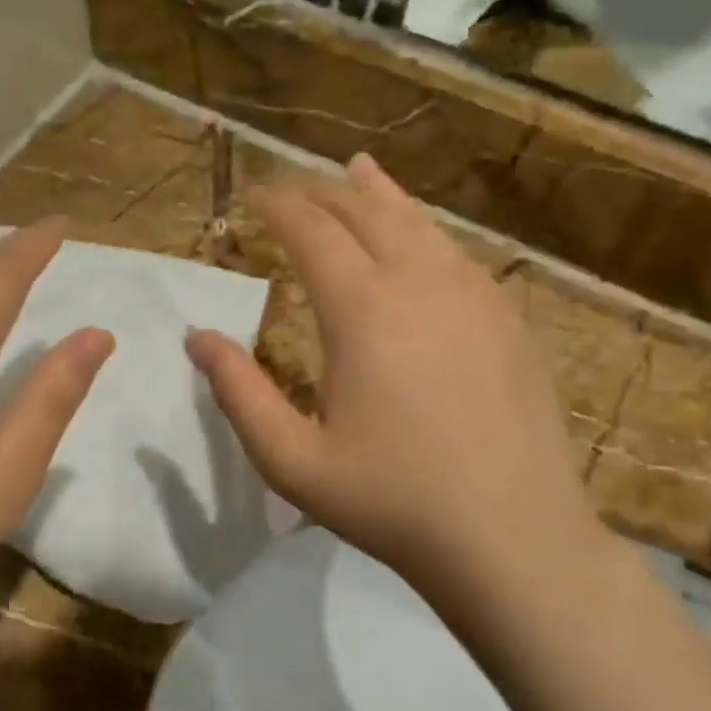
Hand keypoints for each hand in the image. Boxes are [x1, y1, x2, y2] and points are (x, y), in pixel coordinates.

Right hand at [186, 155, 611, 600]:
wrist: (513, 537)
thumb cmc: (392, 502)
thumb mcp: (293, 461)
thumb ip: (239, 393)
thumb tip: (197, 337)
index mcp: (363, 310)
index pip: (312, 231)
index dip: (280, 206)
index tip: (256, 196)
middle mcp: (421, 282)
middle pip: (365, 211)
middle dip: (322, 193)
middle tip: (292, 190)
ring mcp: (475, 294)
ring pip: (419, 222)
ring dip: (379, 196)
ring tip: (357, 172)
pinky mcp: (509, 316)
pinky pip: (456, 252)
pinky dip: (424, 229)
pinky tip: (419, 237)